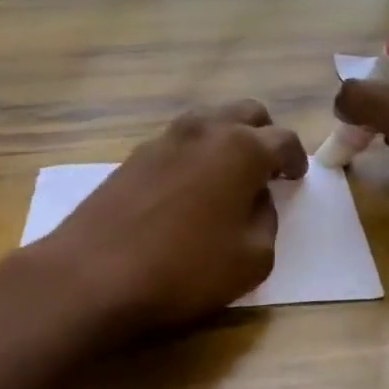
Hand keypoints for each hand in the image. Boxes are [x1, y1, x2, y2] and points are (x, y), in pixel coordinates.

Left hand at [37, 101, 307, 333]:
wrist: (93, 275)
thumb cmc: (184, 270)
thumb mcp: (253, 258)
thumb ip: (266, 219)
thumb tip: (257, 199)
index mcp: (241, 148)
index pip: (283, 139)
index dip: (296, 159)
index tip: (294, 177)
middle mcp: (203, 130)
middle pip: (246, 113)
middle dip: (263, 135)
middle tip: (266, 169)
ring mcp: (163, 139)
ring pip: (208, 121)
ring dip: (226, 139)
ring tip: (227, 176)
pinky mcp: (132, 156)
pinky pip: (177, 142)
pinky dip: (194, 154)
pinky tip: (188, 187)